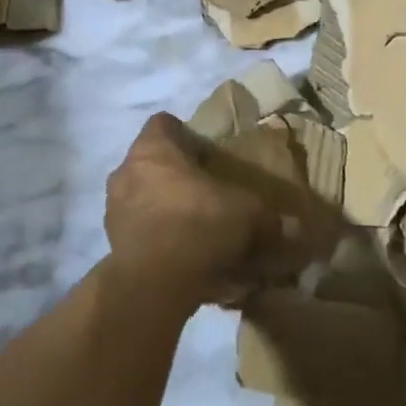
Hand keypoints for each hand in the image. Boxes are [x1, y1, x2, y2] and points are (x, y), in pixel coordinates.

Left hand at [104, 113, 287, 312]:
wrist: (154, 282)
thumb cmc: (198, 224)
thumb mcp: (247, 214)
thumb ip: (268, 217)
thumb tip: (294, 227)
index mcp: (153, 148)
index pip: (163, 124)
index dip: (184, 133)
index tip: (205, 151)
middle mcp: (126, 170)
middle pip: (151, 161)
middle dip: (174, 174)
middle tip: (205, 191)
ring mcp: (113, 208)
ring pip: (140, 196)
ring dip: (161, 207)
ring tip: (192, 227)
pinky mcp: (111, 243)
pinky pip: (138, 230)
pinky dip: (155, 237)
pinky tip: (180, 255)